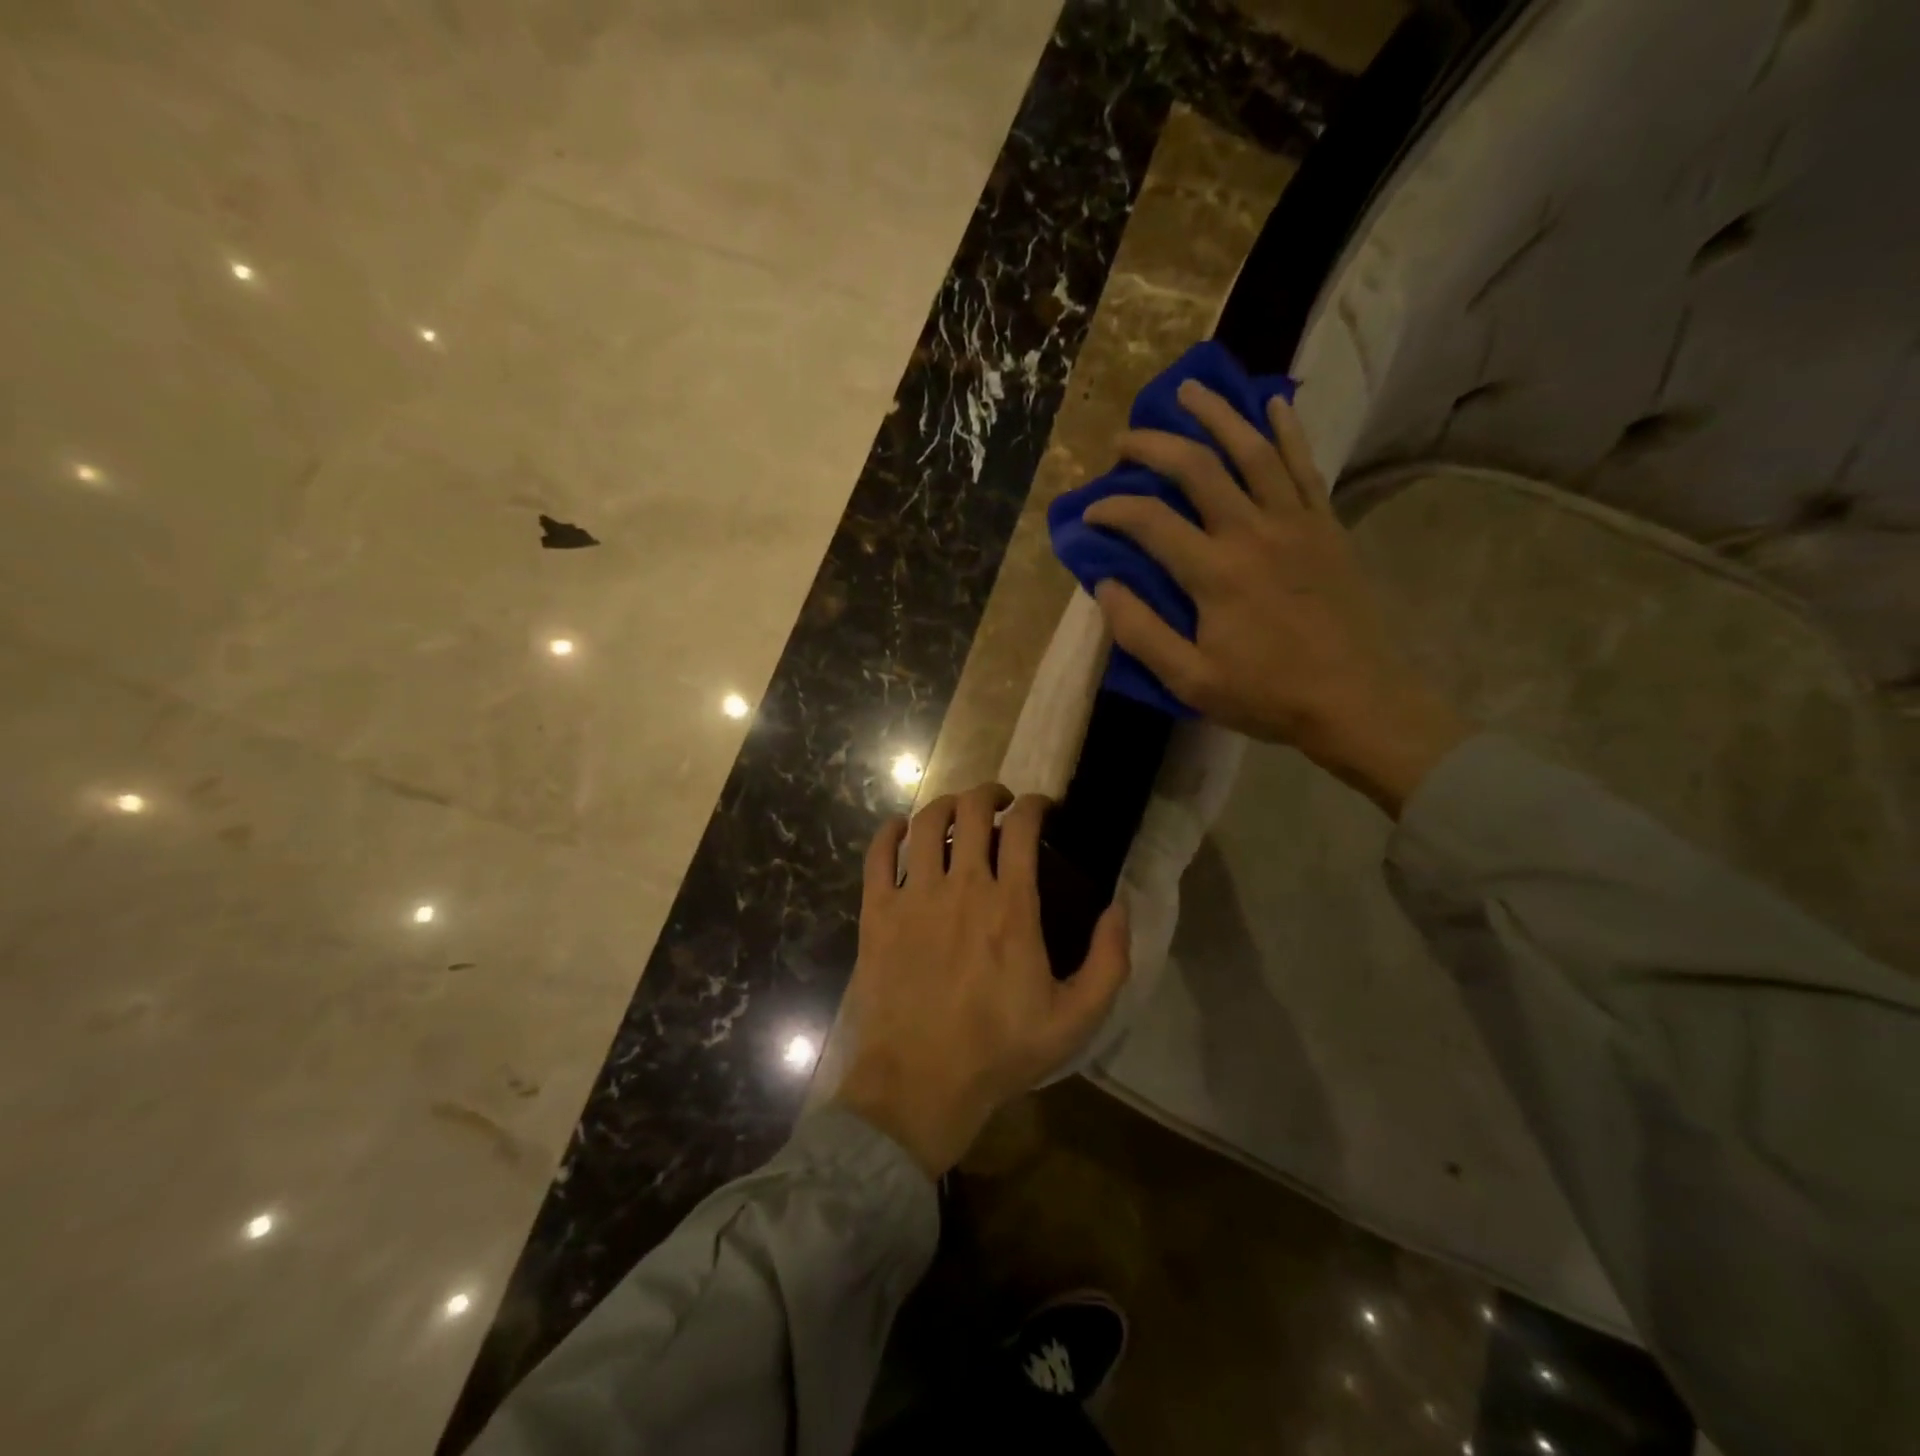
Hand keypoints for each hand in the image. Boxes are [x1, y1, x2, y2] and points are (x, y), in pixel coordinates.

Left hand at [831, 784, 1130, 1177]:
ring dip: (944, 805)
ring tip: (956, 812)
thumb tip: (1120, 908)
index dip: (1034, 805)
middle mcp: (961, 887)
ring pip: (926, 823)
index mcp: (1010, 906)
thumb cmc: (999, 1051)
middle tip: (999, 803)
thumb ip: (1108, 962)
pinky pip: (877, 855)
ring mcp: (913, 897)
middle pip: (971, 810)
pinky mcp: (876, 913)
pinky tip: (899, 830)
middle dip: (989, 793)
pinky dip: (889, 832)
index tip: (1040, 808)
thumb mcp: (1074, 1019)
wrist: (919, 1084)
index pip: (1022, 828)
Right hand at [1083, 380, 1471, 815]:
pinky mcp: (1325, 526)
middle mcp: (1252, 533)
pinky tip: (1273, 404)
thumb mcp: (1190, 680)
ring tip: (1189, 391)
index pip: (1149, 521)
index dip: (1112, 509)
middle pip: (1198, 467)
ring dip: (1217, 415)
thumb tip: (1105, 587)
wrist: (1355, 700)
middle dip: (1154, 445)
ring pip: (1253, 450)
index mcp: (1214, 573)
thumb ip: (1141, 632)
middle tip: (1126, 439)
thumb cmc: (1267, 695)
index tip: (1090, 513)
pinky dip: (1287, 431)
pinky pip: (1304, 466)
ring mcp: (1295, 523)